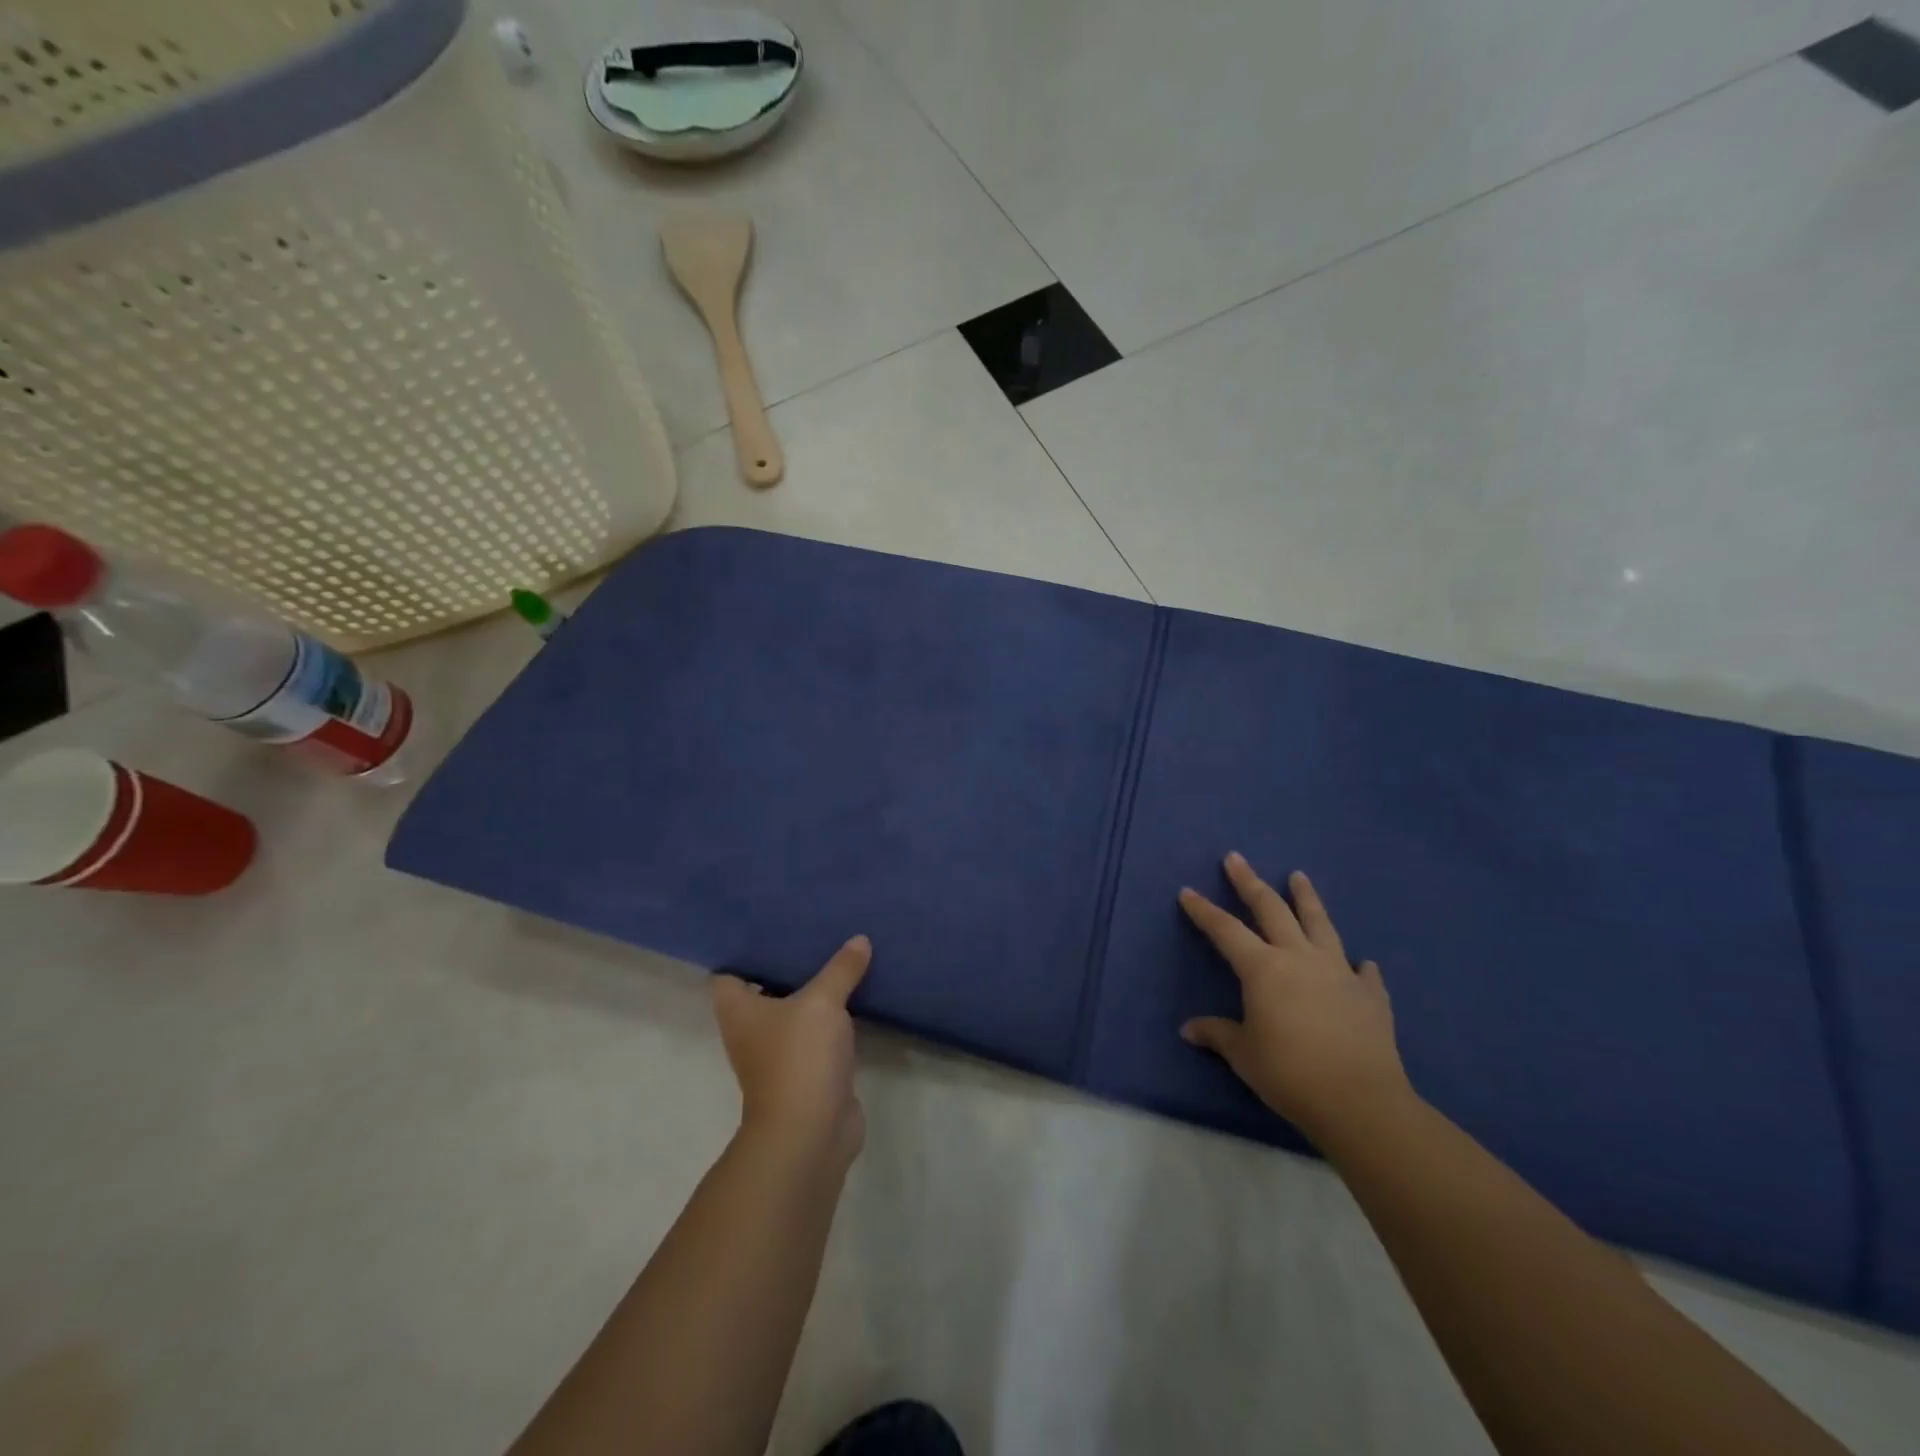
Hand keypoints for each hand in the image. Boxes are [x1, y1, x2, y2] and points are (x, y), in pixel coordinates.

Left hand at [712, 936, 870, 1168]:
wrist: (810, 1134)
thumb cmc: (799, 1058)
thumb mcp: (823, 1003)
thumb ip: (840, 969)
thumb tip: (860, 939)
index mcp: (739, 1011)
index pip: (728, 974)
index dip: (744, 952)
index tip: (771, 928)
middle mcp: (751, 1031)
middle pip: (763, 990)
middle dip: (786, 965)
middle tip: (813, 933)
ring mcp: (779, 1054)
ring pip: (794, 1012)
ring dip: (812, 991)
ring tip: (837, 956)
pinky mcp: (807, 1071)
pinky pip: (817, 1033)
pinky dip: (831, 1018)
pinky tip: (854, 995)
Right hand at [1179, 854, 1411, 1145]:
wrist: (1360, 1101)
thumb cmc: (1290, 1073)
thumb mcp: (1244, 1054)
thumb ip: (1217, 1034)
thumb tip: (1188, 1029)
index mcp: (1263, 969)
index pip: (1225, 930)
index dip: (1204, 910)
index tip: (1187, 891)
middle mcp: (1299, 958)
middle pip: (1271, 909)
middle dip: (1249, 882)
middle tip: (1236, 858)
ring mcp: (1339, 972)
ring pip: (1320, 924)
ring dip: (1307, 898)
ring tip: (1299, 876)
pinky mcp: (1370, 995)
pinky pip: (1363, 973)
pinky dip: (1359, 966)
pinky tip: (1362, 963)